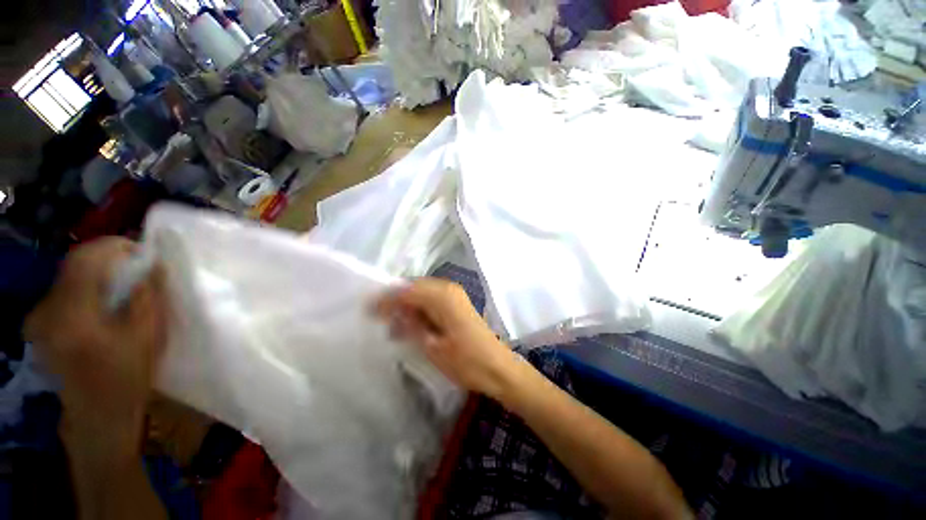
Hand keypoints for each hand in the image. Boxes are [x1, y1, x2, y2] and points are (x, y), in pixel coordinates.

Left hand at [24, 237, 166, 458]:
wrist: (98, 414)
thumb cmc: (128, 377)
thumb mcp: (148, 335)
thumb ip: (148, 296)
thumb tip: (153, 263)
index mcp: (72, 316)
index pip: (85, 259)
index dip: (113, 246)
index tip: (141, 249)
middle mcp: (47, 311)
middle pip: (74, 265)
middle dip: (107, 258)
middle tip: (136, 265)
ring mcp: (39, 318)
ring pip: (68, 276)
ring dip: (97, 271)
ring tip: (122, 282)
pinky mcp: (40, 324)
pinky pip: (63, 290)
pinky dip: (85, 285)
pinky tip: (102, 298)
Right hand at [374, 278, 520, 398]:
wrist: (499, 368)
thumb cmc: (467, 362)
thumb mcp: (433, 347)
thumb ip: (411, 325)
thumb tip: (393, 312)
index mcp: (442, 296)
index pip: (407, 291)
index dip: (386, 299)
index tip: (367, 309)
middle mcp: (448, 289)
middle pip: (414, 288)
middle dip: (395, 301)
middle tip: (378, 317)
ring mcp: (455, 296)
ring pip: (423, 294)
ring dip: (407, 306)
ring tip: (392, 326)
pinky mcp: (458, 304)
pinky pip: (432, 301)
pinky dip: (419, 310)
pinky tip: (411, 325)